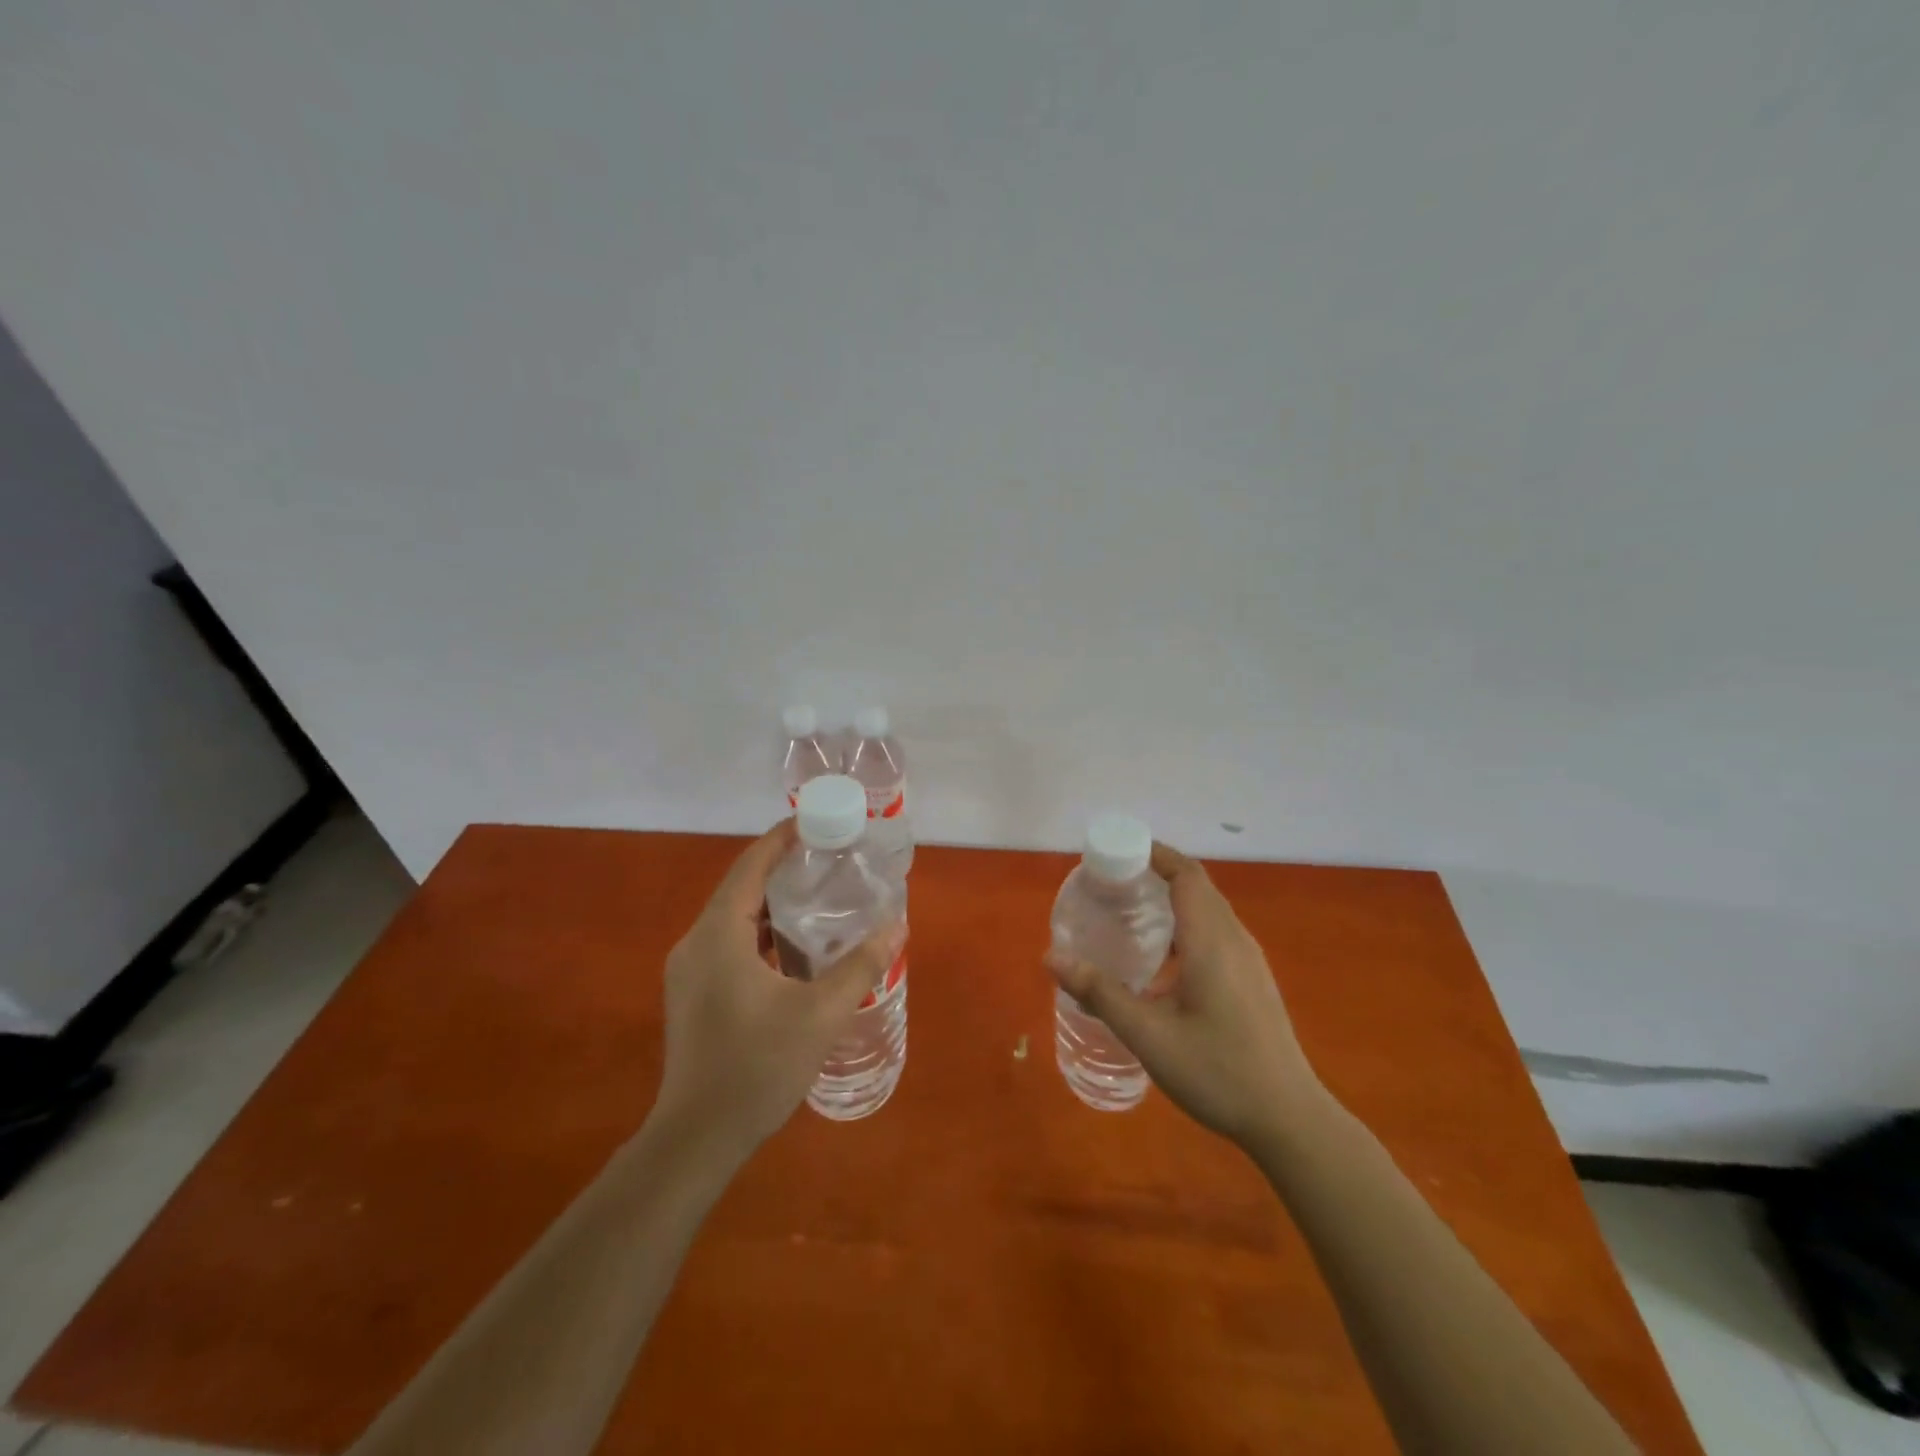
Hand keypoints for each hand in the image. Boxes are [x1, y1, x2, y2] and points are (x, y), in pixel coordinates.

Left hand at [652, 820, 891, 1165]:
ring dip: (772, 904)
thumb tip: (897, 926)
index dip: (781, 839)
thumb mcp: (821, 1014)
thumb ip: (861, 966)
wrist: (697, 1139)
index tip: (814, 821)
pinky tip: (793, 950)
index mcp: (718, 935)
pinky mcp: (692, 996)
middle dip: (783, 869)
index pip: (750, 866)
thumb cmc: (758, 1067)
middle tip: (829, 860)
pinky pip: (728, 945)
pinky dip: (761, 934)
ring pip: (734, 920)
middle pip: (741, 888)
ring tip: (819, 898)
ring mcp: (689, 972)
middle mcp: (695, 943)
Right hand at [1049, 842, 1322, 1148]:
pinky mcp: (1252, 981)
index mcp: (1212, 941)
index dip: (1154, 854)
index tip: (1117, 852)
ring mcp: (1249, 961)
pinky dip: (1185, 926)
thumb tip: (1051, 958)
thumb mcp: (1149, 1035)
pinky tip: (1161, 961)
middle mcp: (1234, 940)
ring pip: (1208, 911)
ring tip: (1129, 915)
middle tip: (1111, 884)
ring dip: (1172, 901)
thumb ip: (1100, 993)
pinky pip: (1216, 933)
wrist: (1289, 1119)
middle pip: (1197, 887)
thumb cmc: (1218, 1071)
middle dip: (1156, 874)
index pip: (1186, 874)